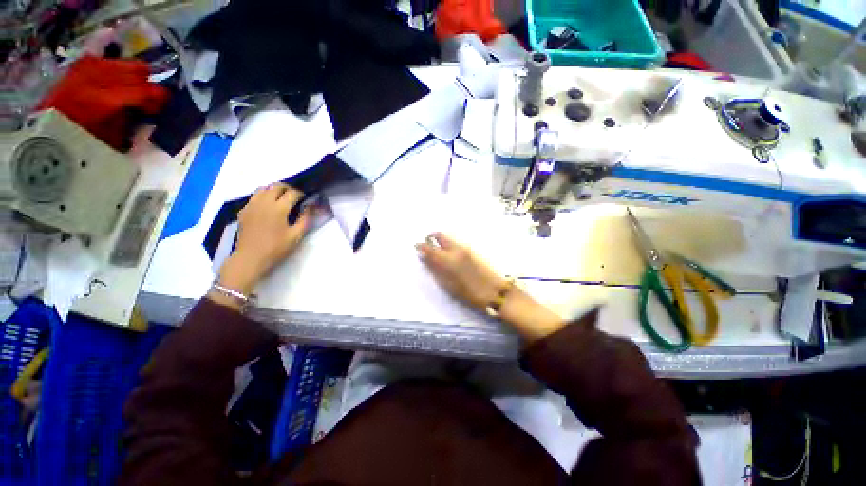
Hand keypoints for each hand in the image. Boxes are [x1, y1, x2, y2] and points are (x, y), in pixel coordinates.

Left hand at [218, 184, 311, 295]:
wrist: (250, 258)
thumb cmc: (276, 248)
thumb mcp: (296, 236)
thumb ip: (305, 219)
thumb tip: (310, 207)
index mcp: (278, 209)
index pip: (292, 193)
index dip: (301, 194)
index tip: (306, 199)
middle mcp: (264, 202)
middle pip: (276, 186)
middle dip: (288, 188)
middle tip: (295, 196)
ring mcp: (251, 205)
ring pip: (263, 188)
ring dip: (274, 190)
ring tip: (281, 198)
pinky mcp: (244, 211)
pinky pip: (254, 196)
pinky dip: (263, 196)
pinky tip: (267, 206)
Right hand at [416, 232, 565, 341]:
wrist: (495, 291)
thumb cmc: (469, 293)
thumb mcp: (448, 285)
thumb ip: (435, 269)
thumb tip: (425, 257)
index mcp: (448, 258)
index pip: (430, 247)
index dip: (421, 245)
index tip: (416, 246)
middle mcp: (456, 249)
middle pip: (440, 235)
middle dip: (431, 237)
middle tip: (427, 244)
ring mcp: (466, 248)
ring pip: (449, 238)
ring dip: (440, 241)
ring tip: (437, 251)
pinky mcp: (473, 250)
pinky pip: (456, 243)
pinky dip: (449, 245)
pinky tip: (449, 254)